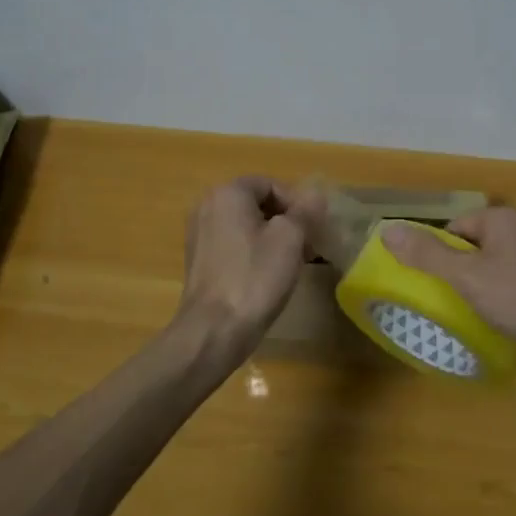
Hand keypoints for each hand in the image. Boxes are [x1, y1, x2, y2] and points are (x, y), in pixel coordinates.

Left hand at [175, 176, 320, 361]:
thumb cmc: (254, 277)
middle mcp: (207, 206)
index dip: (297, 203)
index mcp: (227, 193)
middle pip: (257, 204)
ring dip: (272, 238)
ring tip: (294, 263)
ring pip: (246, 226)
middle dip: (286, 221)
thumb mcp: (290, 239)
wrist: (214, 330)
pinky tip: (268, 276)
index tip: (313, 229)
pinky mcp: (199, 261)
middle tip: (308, 246)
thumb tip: (316, 195)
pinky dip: (254, 253)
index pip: (271, 184)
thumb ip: (305, 211)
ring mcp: (199, 234)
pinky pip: (233, 245)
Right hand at [380, 207, 515, 371]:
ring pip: (500, 265)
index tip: (437, 286)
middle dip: (464, 272)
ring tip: (478, 316)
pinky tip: (508, 322)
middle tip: (454, 302)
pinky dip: (510, 298)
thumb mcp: (466, 278)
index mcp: (503, 218)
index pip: (456, 228)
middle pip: (478, 246)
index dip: (441, 256)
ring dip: (487, 286)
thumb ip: (427, 255)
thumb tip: (387, 230)